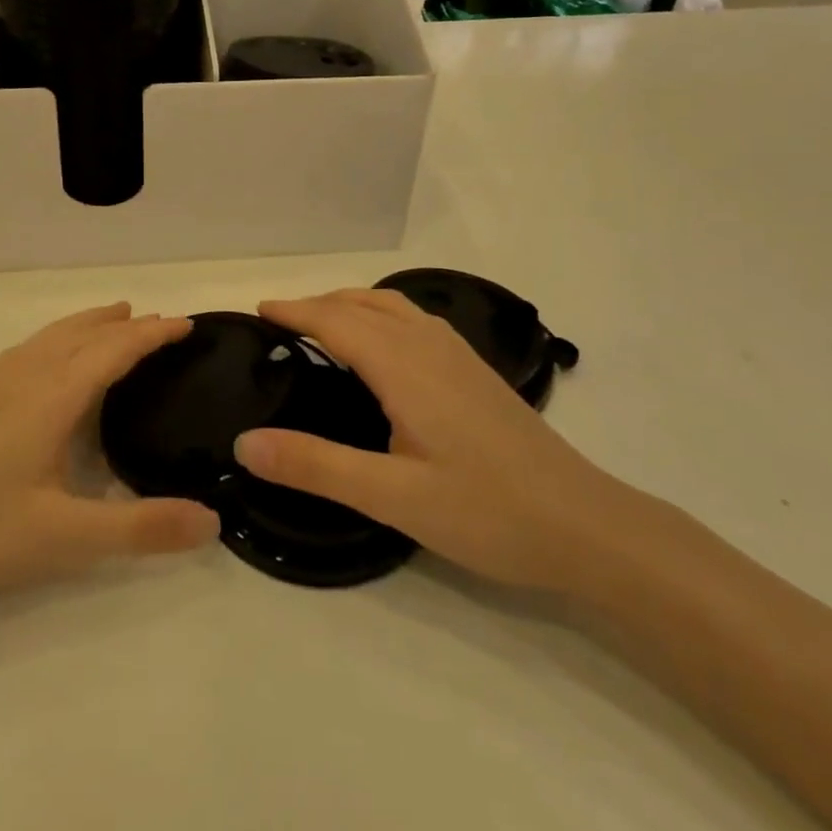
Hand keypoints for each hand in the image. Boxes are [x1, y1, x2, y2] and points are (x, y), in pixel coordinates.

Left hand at [0, 304, 219, 614]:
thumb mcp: (64, 539)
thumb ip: (139, 529)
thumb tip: (213, 521)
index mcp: (53, 396)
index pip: (115, 349)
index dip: (153, 334)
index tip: (187, 323)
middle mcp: (26, 375)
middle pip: (85, 333)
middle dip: (126, 325)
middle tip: (162, 323)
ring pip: (54, 335)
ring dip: (91, 324)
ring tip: (115, 319)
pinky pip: (32, 347)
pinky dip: (61, 337)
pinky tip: (52, 358)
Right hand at [234, 290, 635, 594]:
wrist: (587, 526)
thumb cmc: (488, 512)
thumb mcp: (392, 496)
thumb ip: (315, 465)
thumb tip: (243, 443)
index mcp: (403, 366)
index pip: (336, 320)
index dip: (295, 311)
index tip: (258, 310)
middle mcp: (430, 346)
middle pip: (363, 304)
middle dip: (317, 304)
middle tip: (280, 321)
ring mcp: (459, 356)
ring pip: (393, 306)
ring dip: (351, 304)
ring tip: (323, 324)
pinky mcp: (476, 371)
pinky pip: (415, 320)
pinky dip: (381, 315)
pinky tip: (384, 347)